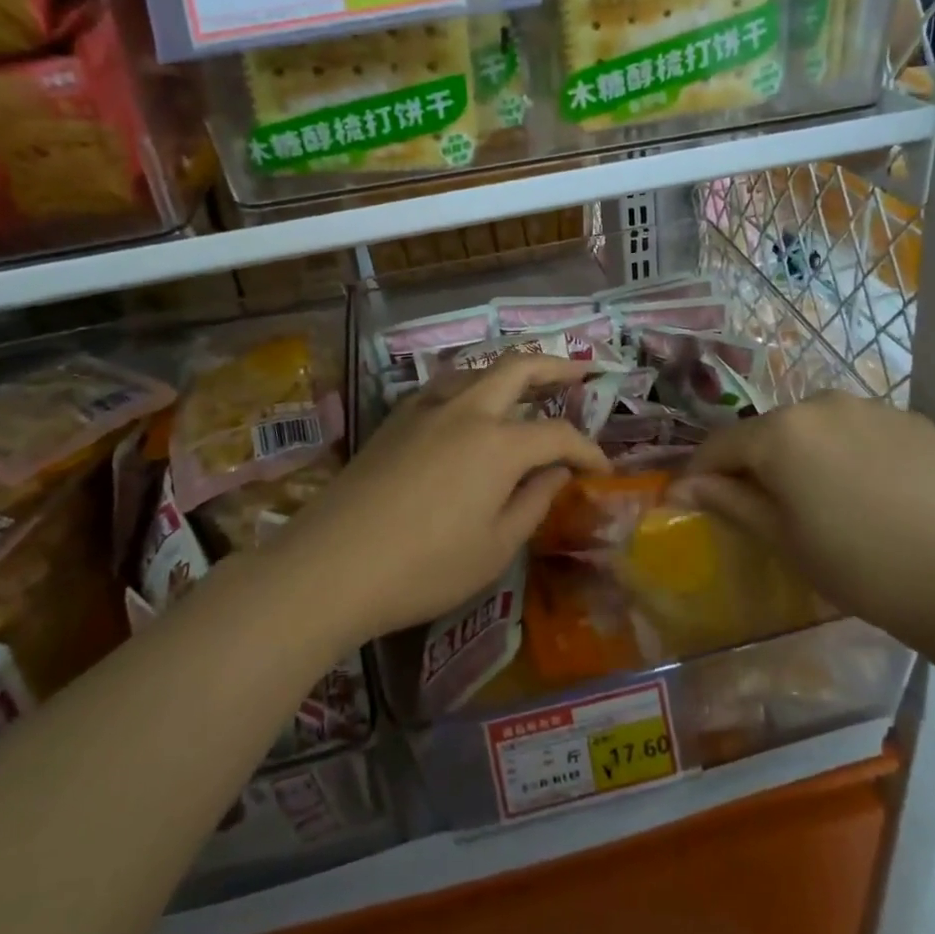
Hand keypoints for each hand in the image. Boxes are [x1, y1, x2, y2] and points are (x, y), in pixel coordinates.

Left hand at [276, 356, 609, 646]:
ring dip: (509, 370)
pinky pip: (444, 387)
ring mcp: (425, 410)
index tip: (603, 469)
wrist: (332, 564)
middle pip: (518, 369)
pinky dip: (471, 385)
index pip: (558, 435)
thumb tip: (556, 473)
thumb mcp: (494, 548)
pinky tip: (469, 405)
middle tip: (582, 371)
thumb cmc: (424, 567)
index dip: (587, 450)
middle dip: (556, 366)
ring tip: (528, 382)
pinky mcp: (395, 420)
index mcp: (499, 443)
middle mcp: (466, 411)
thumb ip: (533, 503)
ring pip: (477, 370)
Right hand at [676, 391, 934, 648]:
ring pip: (817, 425)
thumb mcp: (782, 538)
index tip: (695, 496)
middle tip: (766, 504)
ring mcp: (872, 406)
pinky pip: (862, 428)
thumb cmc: (856, 566)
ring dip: (806, 451)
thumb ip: (728, 500)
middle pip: (771, 430)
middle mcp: (821, 403)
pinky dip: (852, 450)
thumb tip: (681, 486)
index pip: (723, 443)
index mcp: (781, 432)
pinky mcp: (912, 420)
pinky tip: (869, 487)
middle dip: (758, 461)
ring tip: (823, 494)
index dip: (703, 471)